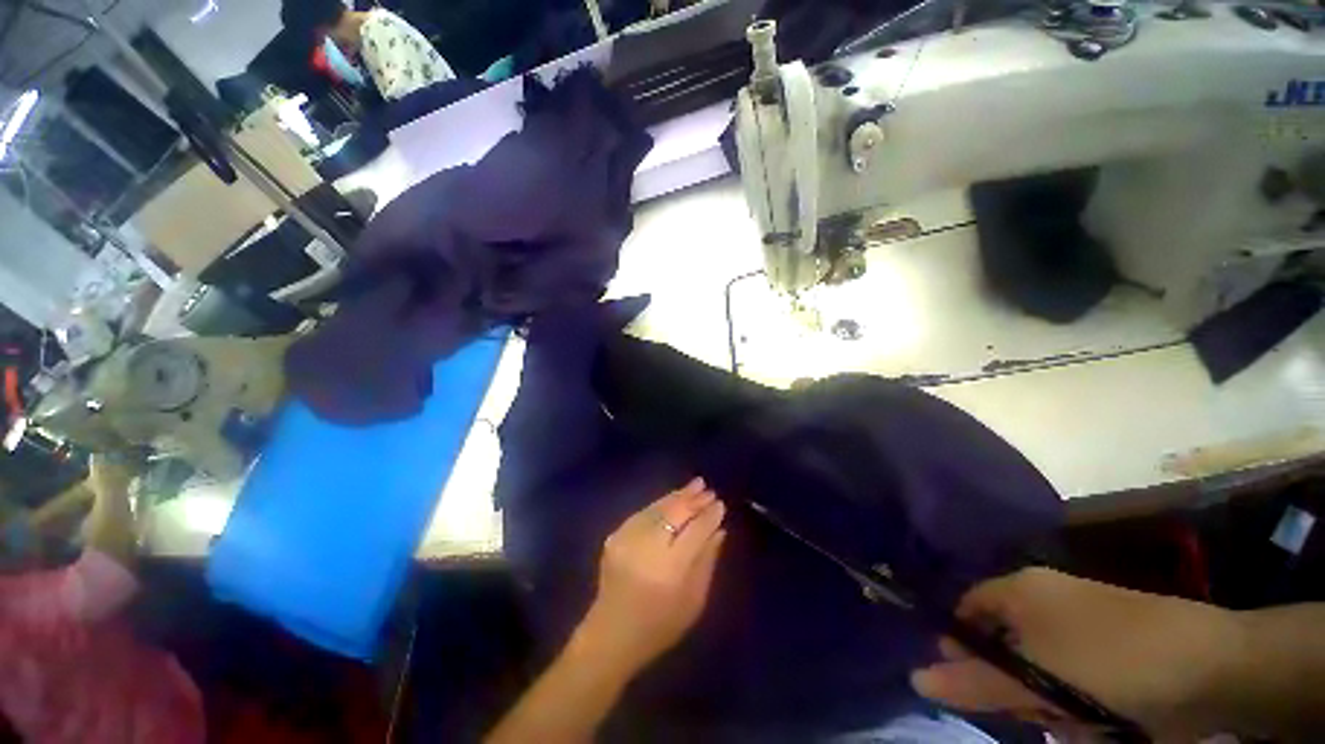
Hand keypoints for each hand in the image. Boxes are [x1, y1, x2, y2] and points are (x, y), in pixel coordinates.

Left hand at [574, 478, 727, 675]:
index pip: (695, 531)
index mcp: (670, 568)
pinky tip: (673, 498)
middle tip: (709, 490)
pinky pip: (643, 512)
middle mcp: (647, 547)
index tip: (721, 504)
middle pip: (675, 513)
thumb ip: (707, 561)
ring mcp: (628, 539)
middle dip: (694, 499)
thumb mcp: (695, 600)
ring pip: (658, 507)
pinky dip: (660, 503)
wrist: (611, 634)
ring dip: (678, 495)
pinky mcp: (615, 536)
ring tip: (695, 485)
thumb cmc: (661, 625)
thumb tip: (720, 529)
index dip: (709, 515)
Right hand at [911, 568, 1244, 738]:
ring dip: (1043, 700)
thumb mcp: (1036, 677)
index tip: (964, 684)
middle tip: (1031, 710)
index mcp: (1019, 589)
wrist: (1209, 667)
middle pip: (999, 642)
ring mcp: (1078, 624)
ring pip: (1034, 668)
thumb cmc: (1110, 662)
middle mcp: (1042, 600)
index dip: (957, 643)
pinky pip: (1067, 679)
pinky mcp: (1105, 651)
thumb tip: (915, 677)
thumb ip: (976, 681)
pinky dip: (1071, 704)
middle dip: (1008, 682)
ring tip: (1071, 718)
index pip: (964, 610)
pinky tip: (1092, 719)